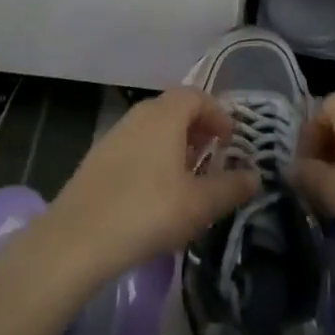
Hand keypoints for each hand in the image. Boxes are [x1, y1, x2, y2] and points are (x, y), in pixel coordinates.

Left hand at [45, 88, 259, 277]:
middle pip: (174, 108)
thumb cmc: (149, 211)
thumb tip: (255, 177)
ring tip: (188, 176)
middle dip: (198, 128)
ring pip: (153, 128)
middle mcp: (139, 115)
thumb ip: (231, 187)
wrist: (78, 238)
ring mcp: (114, 135)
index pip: (197, 96)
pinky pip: (135, 145)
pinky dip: (153, 156)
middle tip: (213, 155)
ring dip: (175, 144)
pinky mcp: (97, 158)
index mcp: (165, 115)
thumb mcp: (200, 204)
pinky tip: (156, 191)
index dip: (218, 114)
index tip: (231, 140)